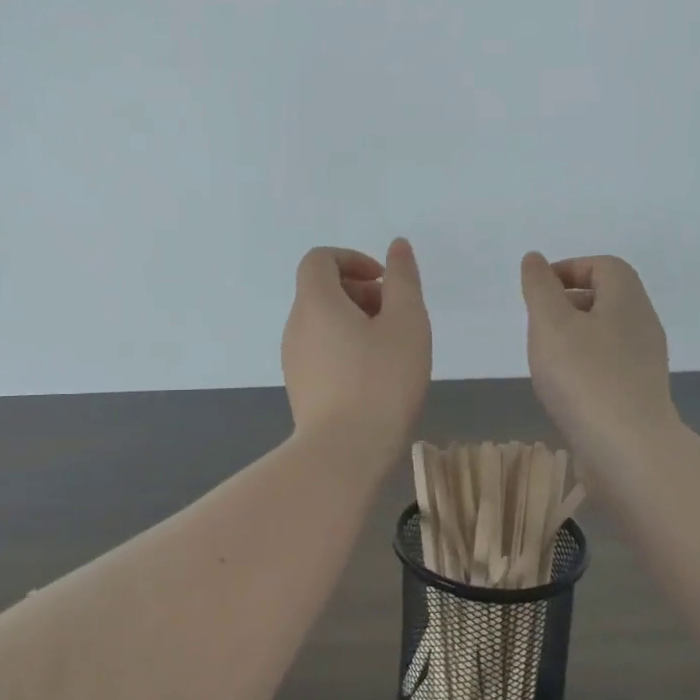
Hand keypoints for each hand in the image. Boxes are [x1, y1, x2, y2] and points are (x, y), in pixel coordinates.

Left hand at [282, 239, 431, 453]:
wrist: (344, 452)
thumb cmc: (381, 381)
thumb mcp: (406, 323)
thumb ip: (403, 280)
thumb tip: (396, 247)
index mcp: (315, 302)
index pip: (320, 259)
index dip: (352, 259)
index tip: (384, 282)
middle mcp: (295, 325)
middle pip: (322, 290)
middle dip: (361, 292)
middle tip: (396, 317)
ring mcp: (293, 359)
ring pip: (323, 322)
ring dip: (356, 321)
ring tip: (391, 349)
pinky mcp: (300, 387)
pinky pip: (321, 350)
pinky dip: (346, 347)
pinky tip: (375, 376)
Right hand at [520, 252, 678, 470]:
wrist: (628, 449)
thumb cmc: (584, 377)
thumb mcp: (550, 323)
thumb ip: (539, 288)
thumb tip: (535, 259)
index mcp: (626, 299)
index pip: (603, 266)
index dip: (569, 269)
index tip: (538, 291)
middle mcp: (642, 324)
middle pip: (607, 297)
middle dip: (568, 302)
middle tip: (537, 322)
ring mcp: (645, 360)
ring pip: (606, 331)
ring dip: (574, 335)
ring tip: (545, 356)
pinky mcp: (639, 391)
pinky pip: (609, 362)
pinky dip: (584, 363)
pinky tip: (564, 386)